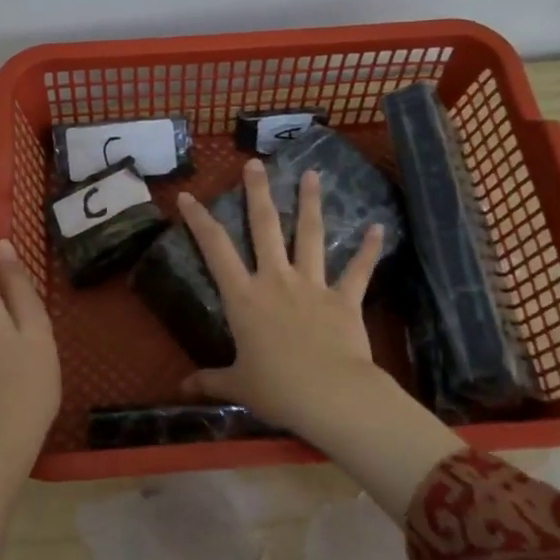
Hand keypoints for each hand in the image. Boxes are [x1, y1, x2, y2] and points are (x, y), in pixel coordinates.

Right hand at [175, 159, 389, 440]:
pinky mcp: (344, 299)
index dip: (199, 221)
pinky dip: (369, 250)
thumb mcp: (238, 386)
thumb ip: (209, 381)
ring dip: (311, 203)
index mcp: (244, 297)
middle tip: (255, 163)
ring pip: (310, 235)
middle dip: (258, 193)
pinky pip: (358, 270)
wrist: (331, 396)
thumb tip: (181, 389)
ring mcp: (312, 285)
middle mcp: (276, 280)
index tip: (187, 196)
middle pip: (265, 227)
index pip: (215, 249)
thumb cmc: (277, 390)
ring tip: (312, 173)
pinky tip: (378, 227)